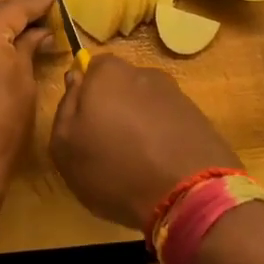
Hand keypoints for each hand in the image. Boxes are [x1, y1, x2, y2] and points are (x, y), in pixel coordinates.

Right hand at [49, 56, 240, 230]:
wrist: (190, 194)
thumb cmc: (114, 168)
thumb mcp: (65, 146)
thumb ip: (65, 106)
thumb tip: (75, 79)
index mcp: (108, 72)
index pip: (90, 69)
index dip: (85, 96)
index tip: (84, 125)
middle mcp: (143, 73)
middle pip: (120, 86)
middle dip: (113, 108)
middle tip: (108, 145)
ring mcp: (175, 94)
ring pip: (146, 104)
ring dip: (140, 124)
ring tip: (138, 161)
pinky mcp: (199, 117)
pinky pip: (170, 123)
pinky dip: (163, 138)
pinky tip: (160, 166)